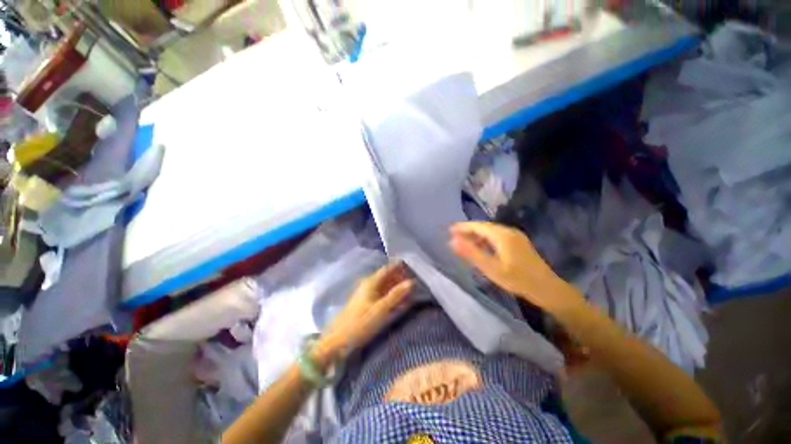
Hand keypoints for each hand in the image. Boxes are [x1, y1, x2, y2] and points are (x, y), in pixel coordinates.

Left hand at [320, 262, 414, 356]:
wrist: (339, 341)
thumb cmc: (361, 323)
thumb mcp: (381, 309)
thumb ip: (397, 294)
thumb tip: (412, 281)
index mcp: (371, 282)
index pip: (387, 269)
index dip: (399, 267)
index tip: (412, 267)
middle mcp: (368, 285)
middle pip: (387, 277)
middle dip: (400, 277)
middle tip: (414, 279)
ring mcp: (366, 295)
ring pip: (385, 286)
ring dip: (396, 287)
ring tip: (410, 289)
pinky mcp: (366, 304)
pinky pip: (382, 295)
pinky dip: (391, 295)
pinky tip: (399, 300)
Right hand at [449, 222, 581, 312]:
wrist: (548, 289)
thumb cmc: (518, 279)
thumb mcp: (491, 268)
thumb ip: (471, 253)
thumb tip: (452, 241)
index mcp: (502, 235)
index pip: (478, 226)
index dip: (463, 227)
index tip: (450, 230)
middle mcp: (509, 231)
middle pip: (484, 227)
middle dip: (469, 231)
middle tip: (455, 237)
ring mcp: (516, 237)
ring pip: (491, 232)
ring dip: (477, 236)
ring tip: (465, 243)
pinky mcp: (519, 243)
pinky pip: (498, 237)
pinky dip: (486, 240)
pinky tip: (482, 248)